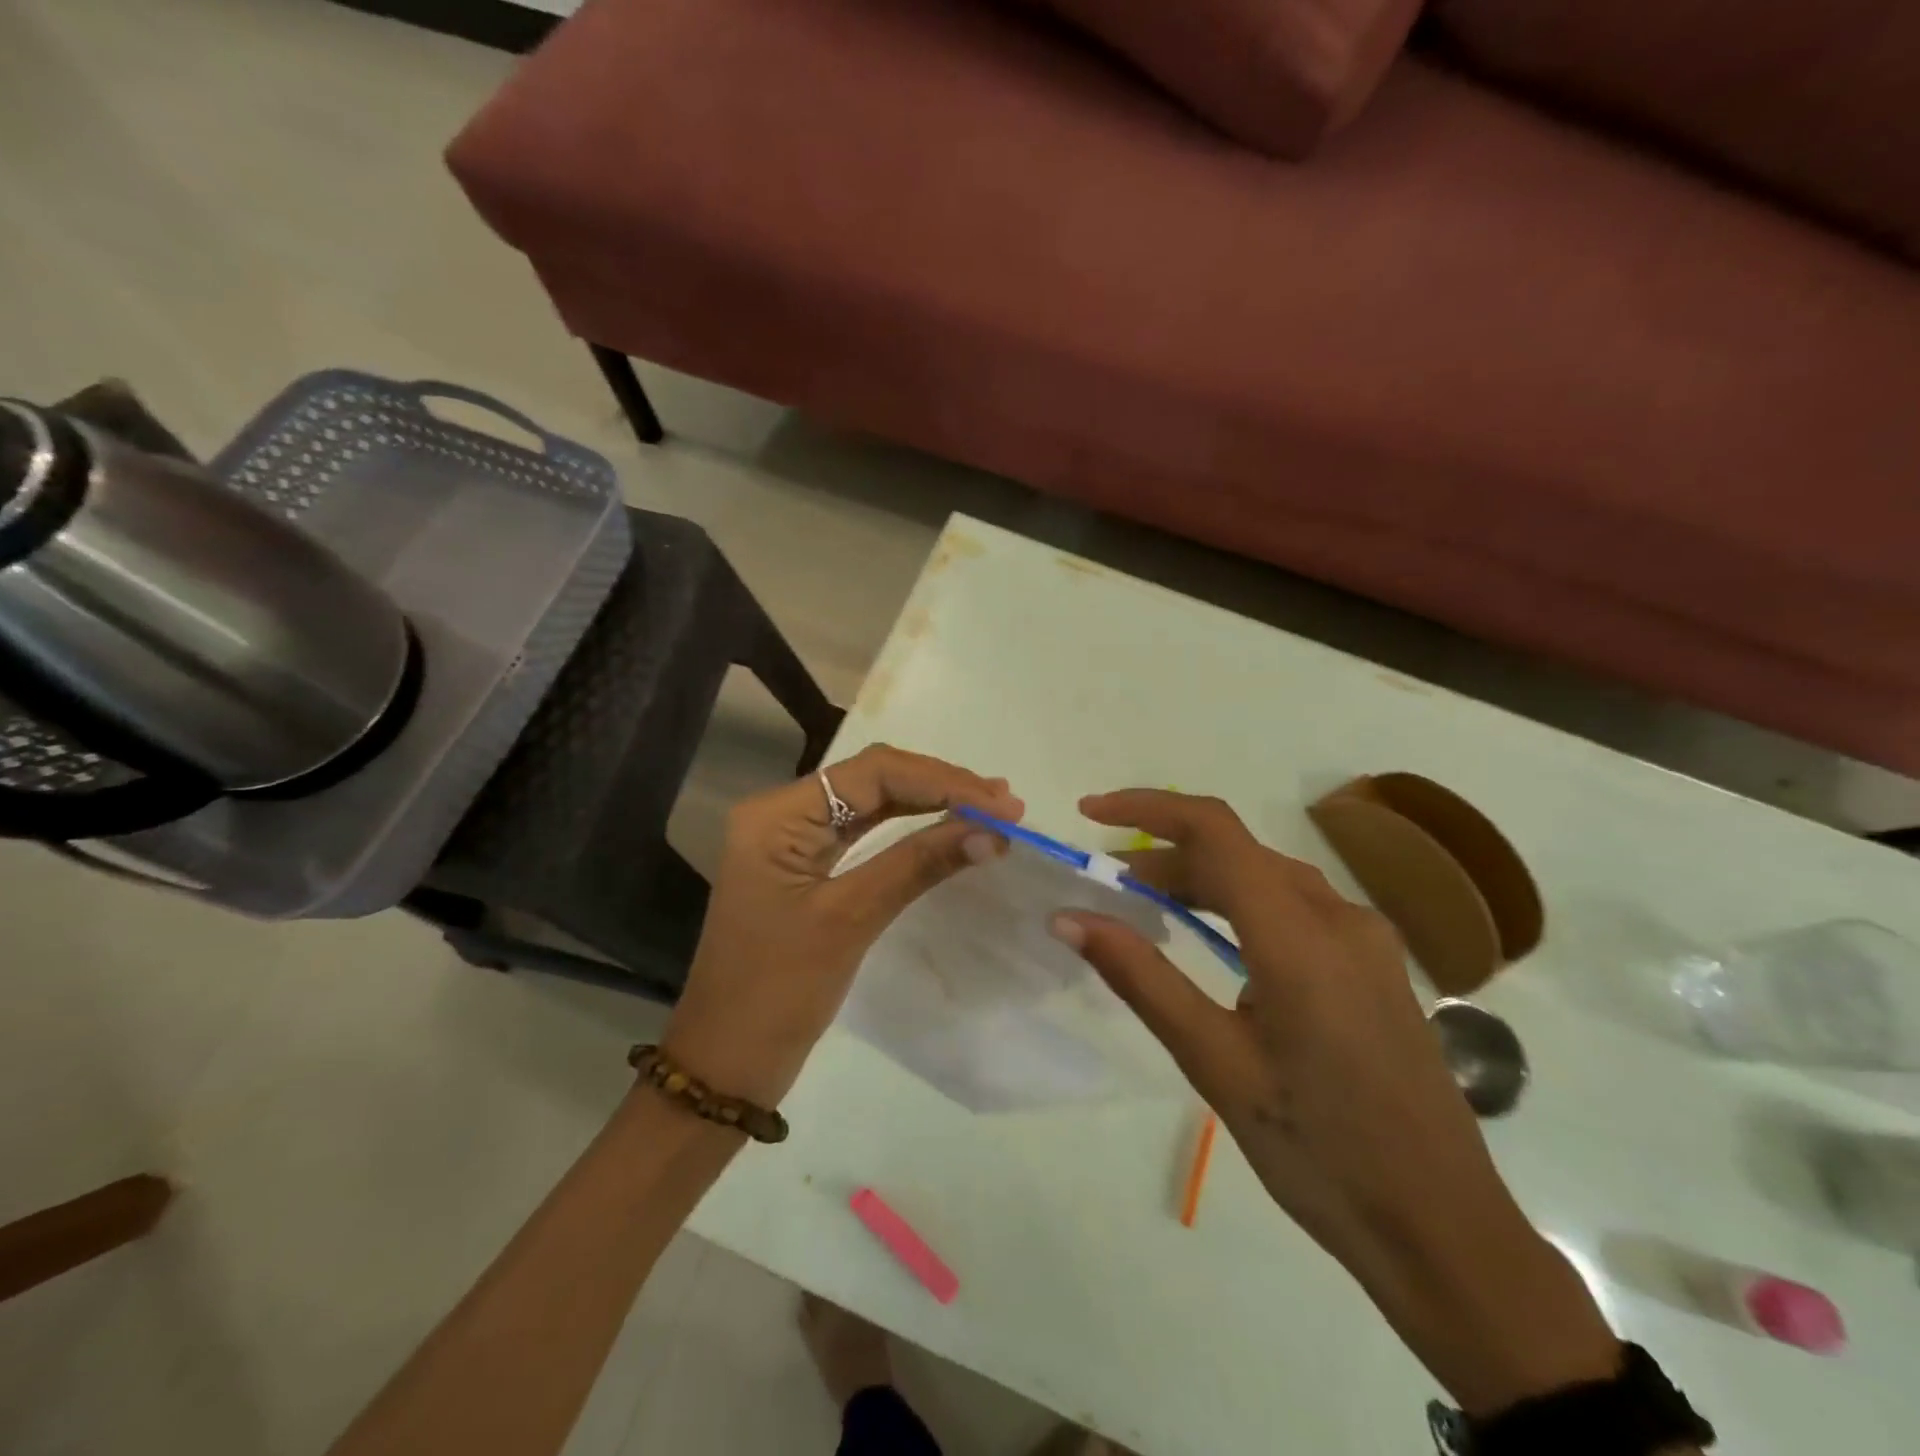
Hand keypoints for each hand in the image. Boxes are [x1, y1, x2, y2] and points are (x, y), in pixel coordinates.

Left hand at [662, 745, 1021, 1107]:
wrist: (727, 1061)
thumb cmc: (778, 991)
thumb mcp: (850, 919)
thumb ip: (918, 864)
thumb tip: (991, 831)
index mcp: (778, 815)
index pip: (872, 773)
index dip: (942, 781)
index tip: (1002, 804)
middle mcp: (782, 813)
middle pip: (872, 779)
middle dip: (939, 786)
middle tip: (1004, 803)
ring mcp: (793, 839)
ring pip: (872, 802)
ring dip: (929, 802)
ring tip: (988, 806)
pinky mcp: (806, 866)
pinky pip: (864, 833)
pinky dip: (909, 829)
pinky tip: (948, 828)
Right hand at [1051, 790, 1617, 1413]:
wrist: (1444, 1231)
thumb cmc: (1319, 1150)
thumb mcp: (1215, 1062)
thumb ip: (1141, 978)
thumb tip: (1070, 918)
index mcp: (1299, 936)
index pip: (1214, 830)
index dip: (1147, 807)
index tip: (1090, 812)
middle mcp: (1340, 918)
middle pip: (1238, 852)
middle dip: (1166, 854)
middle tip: (1109, 884)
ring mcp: (1366, 940)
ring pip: (1268, 878)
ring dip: (1204, 880)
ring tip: (1150, 908)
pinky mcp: (1376, 966)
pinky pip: (1297, 908)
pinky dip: (1242, 906)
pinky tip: (1216, 944)